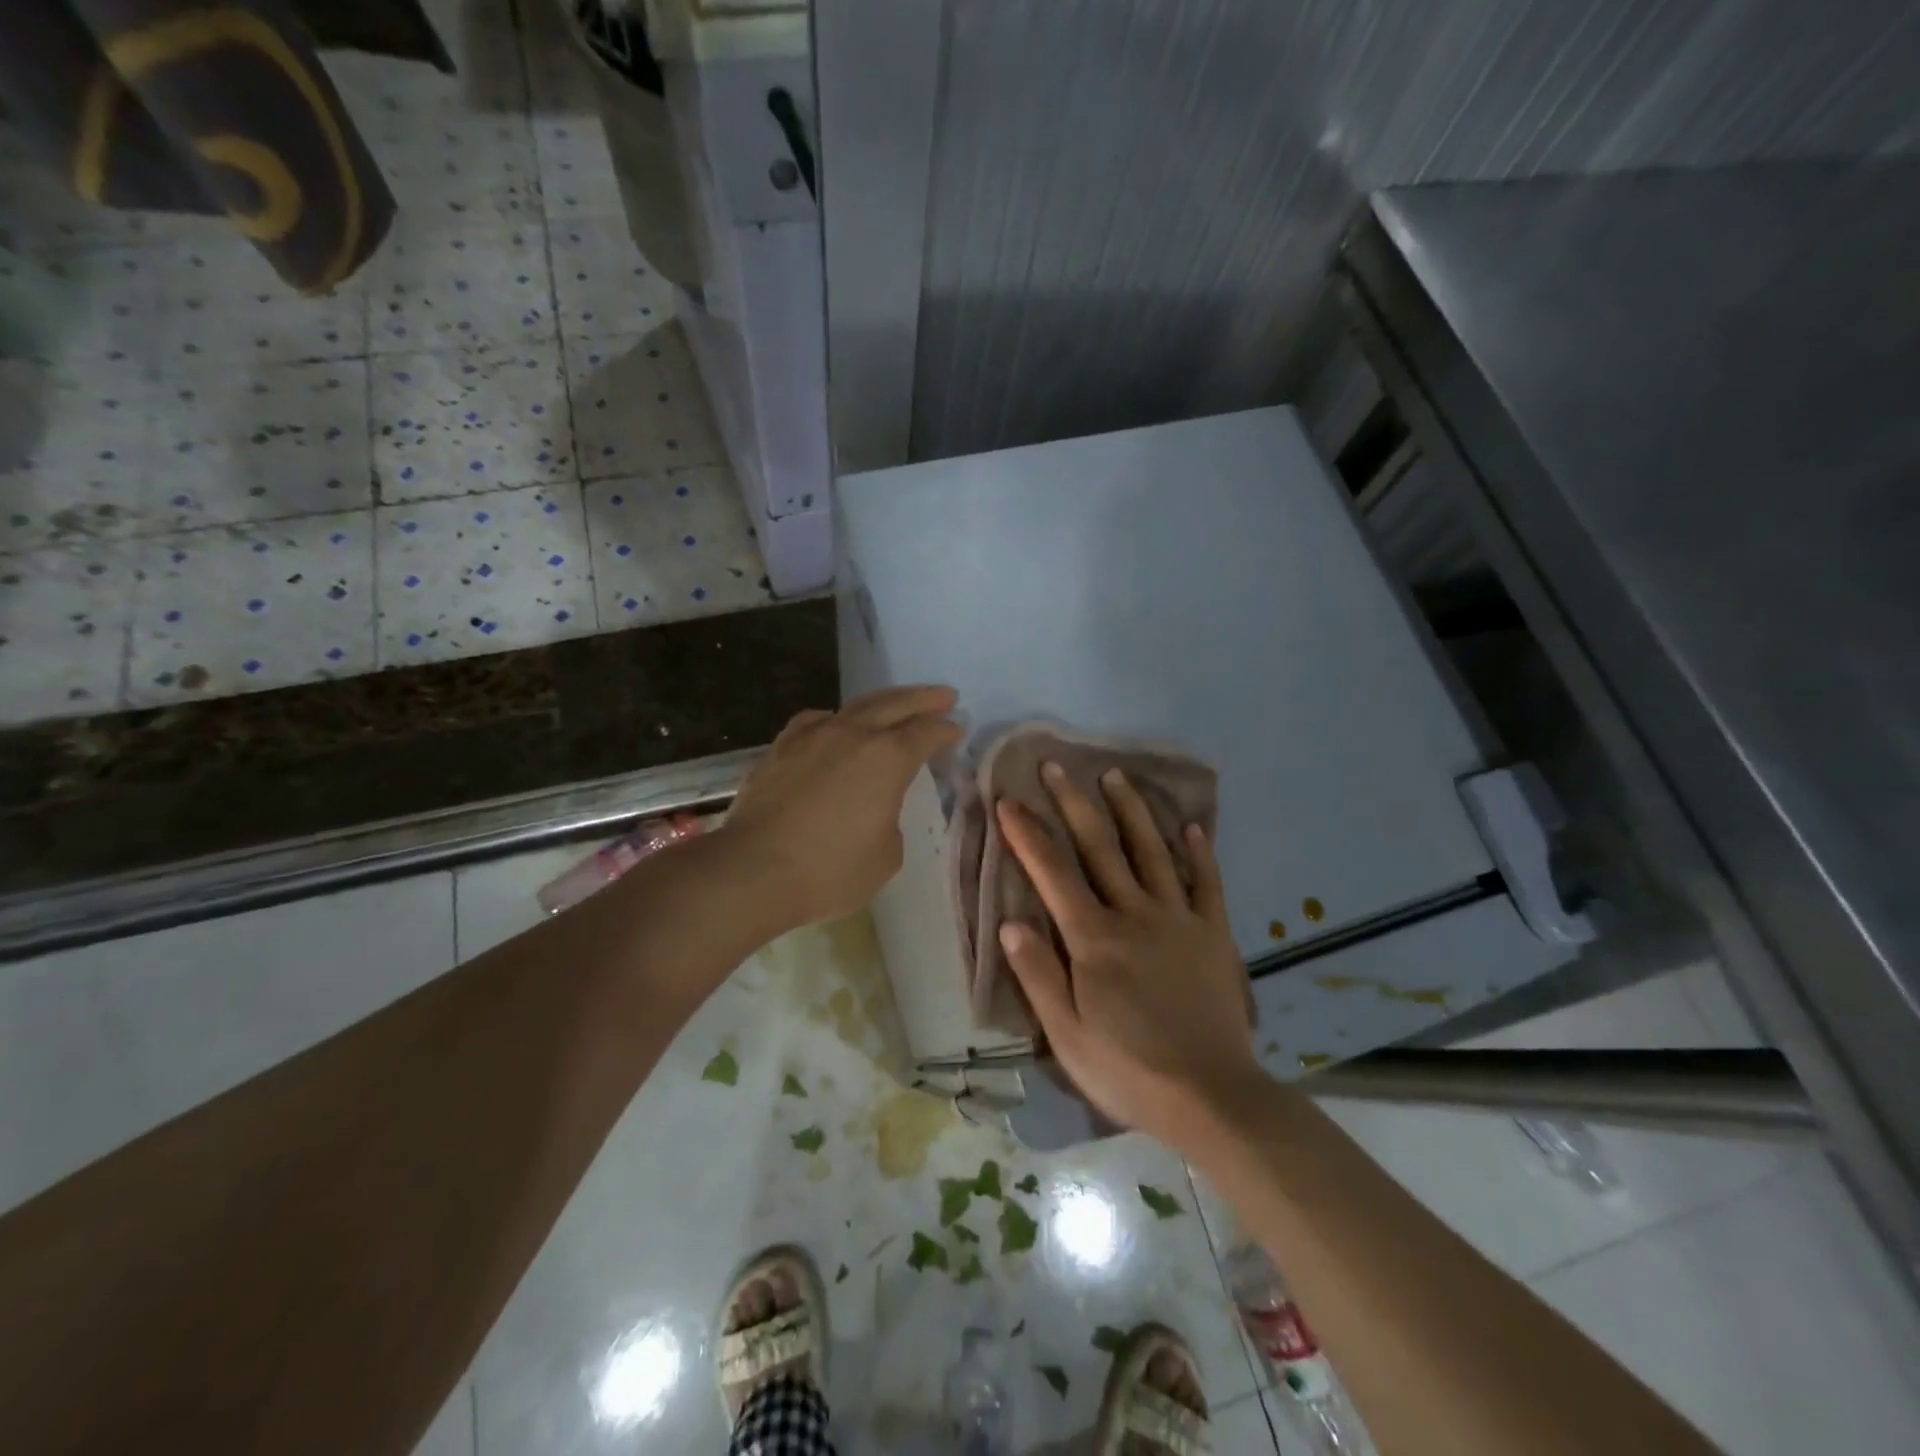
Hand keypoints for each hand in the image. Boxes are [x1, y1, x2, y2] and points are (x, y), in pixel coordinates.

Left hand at [720, 685, 961, 934]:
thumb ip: (890, 819)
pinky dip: (838, 720)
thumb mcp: (886, 855)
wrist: (752, 870)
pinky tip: (836, 727)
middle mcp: (852, 734)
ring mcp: (812, 736)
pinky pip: (817, 721)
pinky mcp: (781, 748)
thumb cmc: (830, 870)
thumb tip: (875, 807)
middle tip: (944, 695)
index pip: (926, 733)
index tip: (957, 729)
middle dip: (923, 699)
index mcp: (887, 758)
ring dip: (882, 703)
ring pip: (855, 707)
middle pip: (895, 704)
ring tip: (895, 705)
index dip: (946, 730)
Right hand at [995, 764, 1263, 1148]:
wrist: (1213, 1096)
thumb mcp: (1067, 1035)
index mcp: (1093, 939)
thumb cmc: (1129, 1070)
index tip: (1009, 800)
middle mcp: (1134, 915)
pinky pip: (1205, 883)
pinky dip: (1198, 852)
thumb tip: (1009, 921)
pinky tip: (1192, 826)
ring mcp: (1178, 919)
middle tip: (1056, 766)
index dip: (1027, 835)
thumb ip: (1038, 975)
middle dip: (1074, 803)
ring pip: (1150, 852)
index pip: (1053, 874)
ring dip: (1130, 811)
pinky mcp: (1212, 934)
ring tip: (1115, 775)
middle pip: (1100, 848)